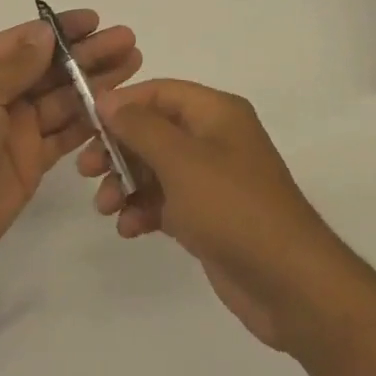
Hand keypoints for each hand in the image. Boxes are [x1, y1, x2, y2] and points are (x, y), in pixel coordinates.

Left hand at [0, 11, 141, 285]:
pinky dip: (90, 121)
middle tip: (127, 41)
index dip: (60, 30)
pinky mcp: (31, 161)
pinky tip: (117, 107)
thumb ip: (15, 66)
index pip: (24, 41)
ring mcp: (15, 129)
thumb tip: (45, 33)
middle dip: (86, 54)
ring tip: (133, 65)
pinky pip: (65, 134)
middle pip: (49, 68)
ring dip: (95, 83)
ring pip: (62, 99)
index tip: (95, 20)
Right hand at [79, 80, 350, 353]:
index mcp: (216, 113)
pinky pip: (166, 201)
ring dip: (125, 183)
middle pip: (153, 129)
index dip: (121, 103)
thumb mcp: (180, 160)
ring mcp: (212, 180)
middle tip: (86, 169)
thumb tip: (107, 100)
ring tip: (104, 207)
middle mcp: (215, 139)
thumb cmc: (232, 208)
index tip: (85, 123)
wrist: (290, 284)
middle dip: (117, 148)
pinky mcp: (208, 216)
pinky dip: (144, 209)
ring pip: (155, 168)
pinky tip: (129, 228)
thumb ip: (139, 126)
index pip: (159, 92)